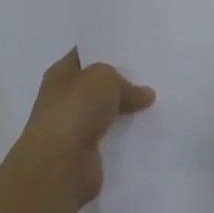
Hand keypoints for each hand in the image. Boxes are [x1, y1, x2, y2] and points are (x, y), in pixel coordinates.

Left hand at [13, 50, 155, 211]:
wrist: (59, 166)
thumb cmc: (75, 110)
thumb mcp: (104, 78)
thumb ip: (124, 81)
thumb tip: (144, 94)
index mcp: (59, 74)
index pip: (84, 54)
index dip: (105, 48)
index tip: (132, 46)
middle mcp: (63, 98)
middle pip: (96, 84)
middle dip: (119, 80)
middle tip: (151, 73)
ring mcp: (73, 127)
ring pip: (105, 110)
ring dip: (124, 109)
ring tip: (155, 100)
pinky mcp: (85, 153)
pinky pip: (110, 136)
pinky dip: (125, 133)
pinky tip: (147, 127)